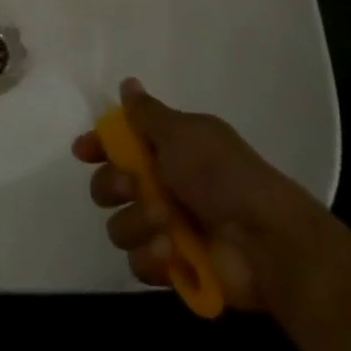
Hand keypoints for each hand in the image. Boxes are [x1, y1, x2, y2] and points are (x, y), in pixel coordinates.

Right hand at [72, 79, 327, 312]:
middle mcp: (162, 186)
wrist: (266, 240)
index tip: (84, 151)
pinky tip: (171, 252)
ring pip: (119, 225)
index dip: (98, 145)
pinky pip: (138, 262)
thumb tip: (127, 83)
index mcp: (168, 150)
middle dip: (113, 185)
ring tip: (165, 223)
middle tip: (133, 186)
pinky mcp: (171, 267)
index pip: (119, 144)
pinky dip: (151, 257)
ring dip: (137, 222)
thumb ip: (147, 114)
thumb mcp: (184, 133)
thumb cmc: (222, 175)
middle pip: (108, 185)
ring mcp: (166, 228)